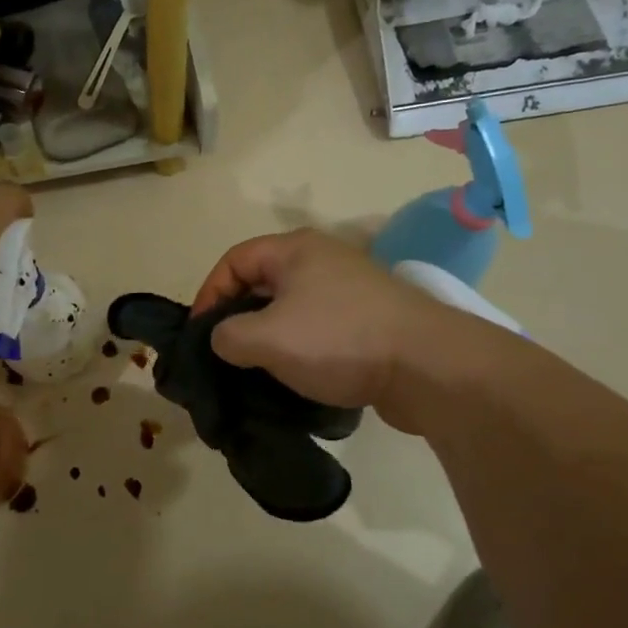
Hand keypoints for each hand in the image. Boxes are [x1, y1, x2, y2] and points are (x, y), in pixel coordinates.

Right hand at [193, 229, 440, 431]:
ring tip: (255, 372)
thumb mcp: (267, 338)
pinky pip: (317, 328)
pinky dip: (298, 349)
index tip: (200, 335)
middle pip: (261, 284)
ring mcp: (348, 290)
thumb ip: (227, 336)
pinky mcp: (367, 320)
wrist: (427, 365)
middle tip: (224, 355)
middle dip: (237, 319)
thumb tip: (223, 340)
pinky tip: (294, 377)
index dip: (208, 295)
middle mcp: (321, 260)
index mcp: (294, 250)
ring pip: (290, 309)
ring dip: (268, 338)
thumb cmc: (339, 340)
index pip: (233, 260)